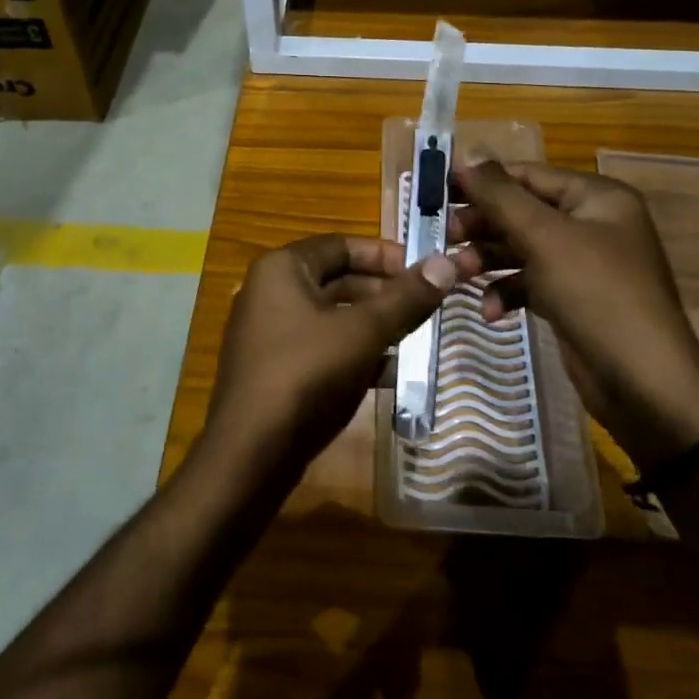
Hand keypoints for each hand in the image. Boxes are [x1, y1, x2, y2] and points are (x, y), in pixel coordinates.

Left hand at [206, 234, 480, 477]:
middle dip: (384, 292)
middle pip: (338, 279)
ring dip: (374, 324)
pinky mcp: (276, 368)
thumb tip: (447, 263)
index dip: (386, 254)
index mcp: (282, 268)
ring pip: (333, 316)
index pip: (342, 245)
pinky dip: (354, 351)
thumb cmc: (307, 374)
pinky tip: (391, 371)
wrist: (251, 453)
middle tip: (427, 306)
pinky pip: (322, 346)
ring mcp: (270, 332)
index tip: (425, 270)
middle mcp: (270, 292)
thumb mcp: (364, 332)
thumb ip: (406, 298)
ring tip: (417, 336)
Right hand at [450, 161, 698, 468]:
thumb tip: (468, 151)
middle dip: (483, 225)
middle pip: (522, 212)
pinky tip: (491, 311)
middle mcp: (592, 224)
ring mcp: (584, 264)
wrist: (644, 384)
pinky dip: (508, 291)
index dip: (483, 180)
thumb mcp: (545, 238)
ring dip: (488, 260)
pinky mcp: (573, 299)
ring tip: (457, 274)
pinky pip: (531, 282)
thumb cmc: (597, 294)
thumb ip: (502, 194)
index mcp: (597, 197)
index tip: (437, 190)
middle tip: (443, 236)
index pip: (529, 175)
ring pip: (522, 248)